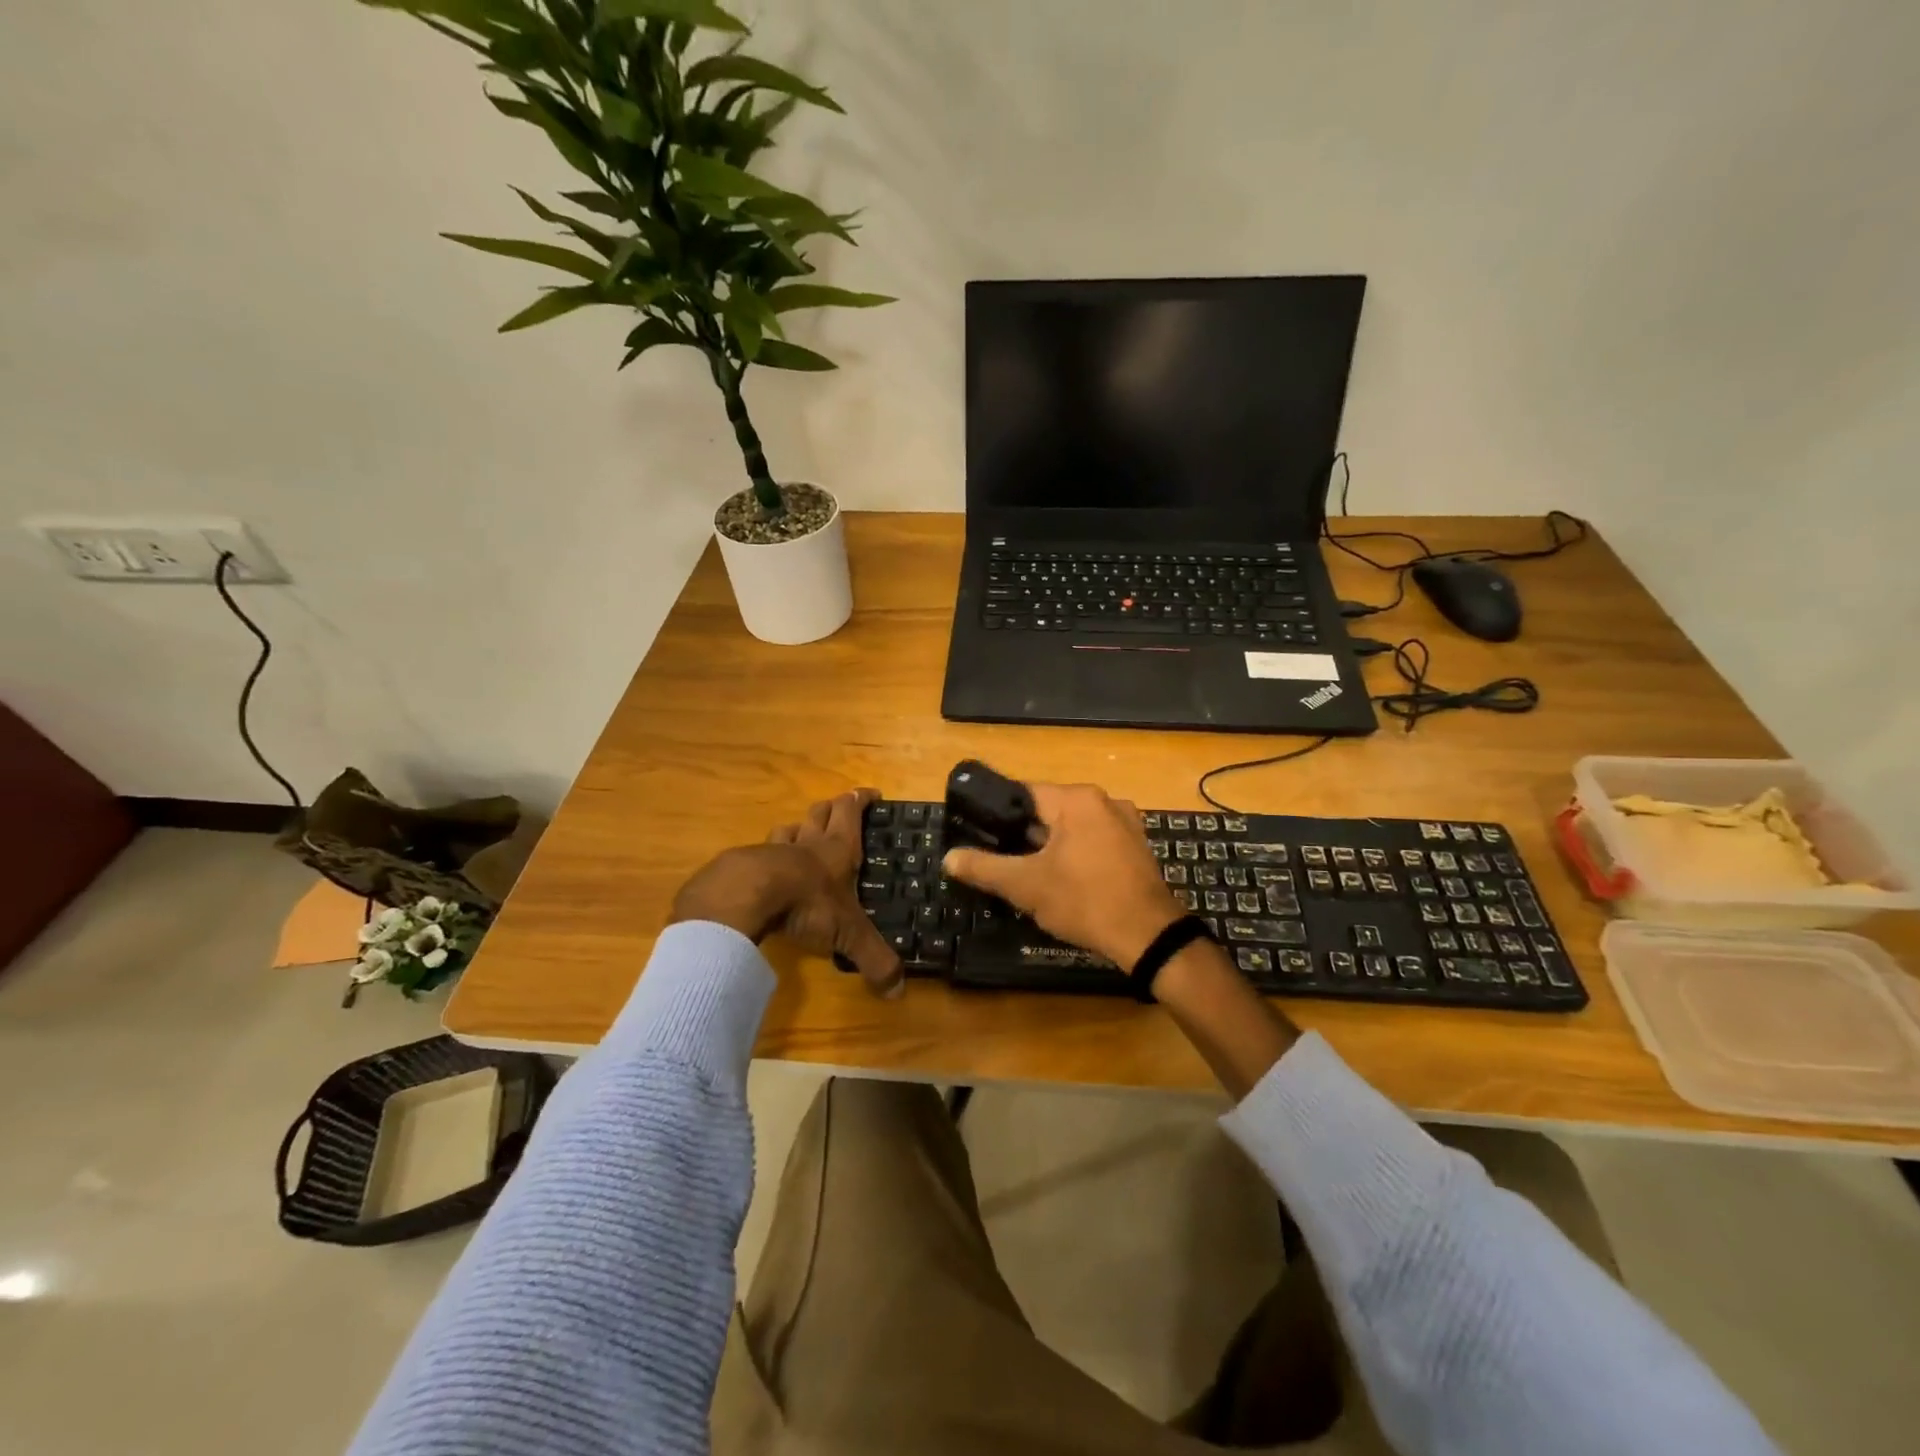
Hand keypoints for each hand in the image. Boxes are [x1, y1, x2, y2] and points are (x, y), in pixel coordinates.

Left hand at [669, 789, 904, 998]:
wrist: (746, 895)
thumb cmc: (808, 903)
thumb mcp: (849, 933)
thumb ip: (874, 959)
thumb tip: (898, 992)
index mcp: (837, 849)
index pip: (851, 811)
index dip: (861, 799)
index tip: (871, 792)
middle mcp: (807, 842)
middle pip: (820, 812)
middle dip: (832, 808)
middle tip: (840, 809)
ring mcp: (772, 850)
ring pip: (788, 828)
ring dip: (797, 828)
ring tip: (801, 835)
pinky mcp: (744, 865)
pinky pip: (758, 853)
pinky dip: (766, 857)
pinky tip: (765, 870)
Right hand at [942, 782, 1182, 967]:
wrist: (1149, 937)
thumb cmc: (1084, 901)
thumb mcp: (1026, 885)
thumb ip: (983, 868)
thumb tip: (948, 858)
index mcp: (1077, 799)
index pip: (1024, 793)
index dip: (998, 814)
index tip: (979, 834)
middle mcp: (1105, 801)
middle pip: (1049, 811)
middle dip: (1024, 836)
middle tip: (1001, 862)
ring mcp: (1126, 824)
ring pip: (1072, 829)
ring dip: (1050, 848)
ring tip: (1029, 875)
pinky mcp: (1136, 848)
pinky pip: (1094, 842)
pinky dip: (1075, 856)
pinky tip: (1065, 883)